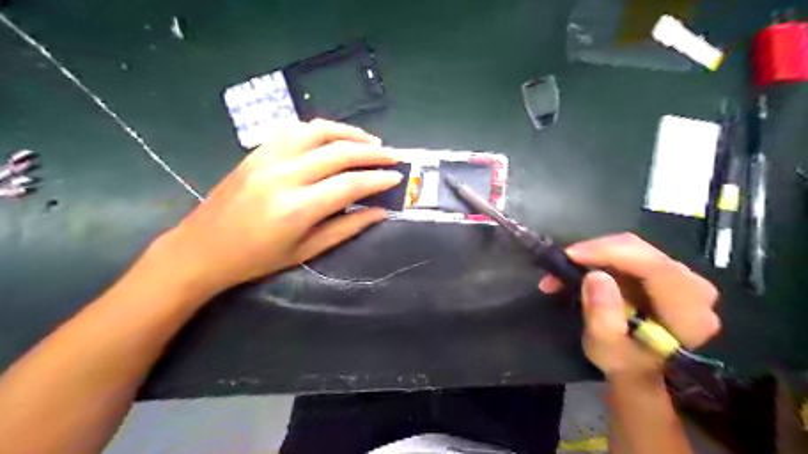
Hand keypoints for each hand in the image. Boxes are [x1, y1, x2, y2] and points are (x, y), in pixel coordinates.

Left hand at [154, 119, 399, 294]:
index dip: (377, 179)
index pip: (349, 184)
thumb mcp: (306, 251)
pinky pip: (294, 129)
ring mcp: (267, 158)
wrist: (202, 249)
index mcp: (296, 208)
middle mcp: (283, 175)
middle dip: (372, 152)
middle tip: (393, 155)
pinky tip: (334, 136)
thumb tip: (380, 212)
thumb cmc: (256, 259)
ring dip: (349, 132)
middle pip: (338, 152)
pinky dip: (320, 129)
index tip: (396, 177)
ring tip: (370, 140)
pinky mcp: (256, 151)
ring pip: (317, 131)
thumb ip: (346, 228)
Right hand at [535, 233, 718, 379]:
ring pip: (630, 248)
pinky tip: (577, 271)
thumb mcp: (607, 350)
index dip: (609, 253)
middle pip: (640, 251)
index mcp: (688, 311)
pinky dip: (598, 259)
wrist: (642, 372)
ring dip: (592, 256)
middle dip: (594, 252)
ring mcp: (679, 276)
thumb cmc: (626, 366)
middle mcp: (692, 286)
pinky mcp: (662, 272)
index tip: (570, 256)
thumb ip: (602, 317)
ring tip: (561, 274)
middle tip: (560, 264)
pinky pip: (627, 253)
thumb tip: (594, 276)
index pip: (653, 266)